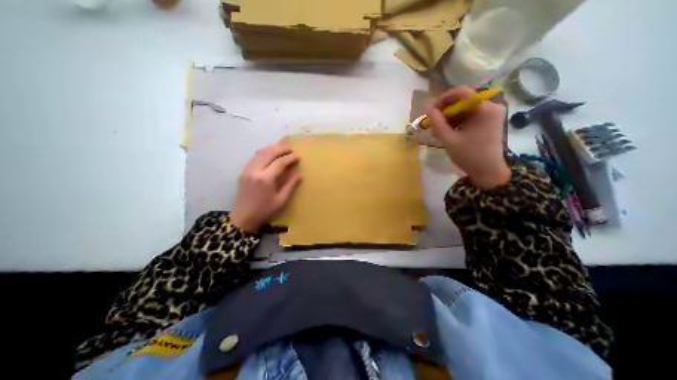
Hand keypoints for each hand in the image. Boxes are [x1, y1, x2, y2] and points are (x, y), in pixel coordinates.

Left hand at [228, 141, 299, 230]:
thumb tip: (299, 175)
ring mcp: (247, 170)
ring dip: (272, 148)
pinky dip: (264, 152)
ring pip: (260, 153)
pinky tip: (270, 153)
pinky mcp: (243, 172)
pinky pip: (254, 157)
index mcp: (265, 179)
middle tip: (291, 148)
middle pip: (269, 153)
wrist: (242, 218)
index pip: (279, 162)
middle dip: (281, 148)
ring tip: (282, 147)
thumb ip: (290, 186)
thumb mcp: (281, 201)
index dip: (290, 158)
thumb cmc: (264, 211)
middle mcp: (255, 171)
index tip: (297, 156)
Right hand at [425, 86, 509, 187]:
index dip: (443, 99)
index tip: (431, 111)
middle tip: (433, 123)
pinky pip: (468, 116)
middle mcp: (490, 106)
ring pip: (463, 108)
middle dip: (445, 111)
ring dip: (449, 117)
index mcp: (484, 108)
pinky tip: (449, 132)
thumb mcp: (449, 140)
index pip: (461, 92)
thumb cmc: (469, 156)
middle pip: (462, 100)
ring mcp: (490, 114)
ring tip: (439, 130)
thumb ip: (437, 123)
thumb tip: (428, 109)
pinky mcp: (487, 121)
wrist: (487, 172)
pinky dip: (456, 122)